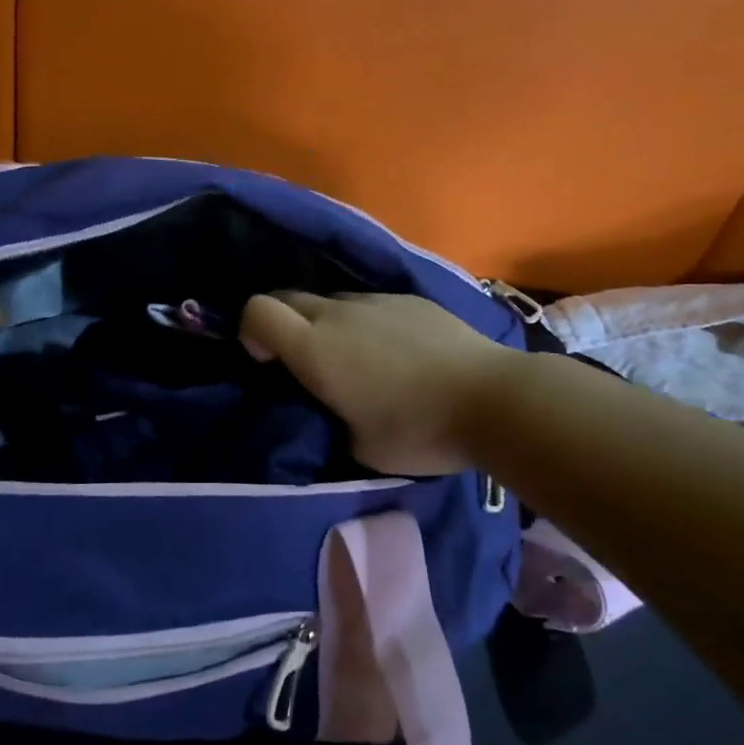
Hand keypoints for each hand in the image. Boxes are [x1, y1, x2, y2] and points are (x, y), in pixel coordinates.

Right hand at [239, 292, 506, 476]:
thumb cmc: (418, 430)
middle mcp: (338, 313)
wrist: (493, 398)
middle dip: (283, 322)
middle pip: (290, 297)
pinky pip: (371, 303)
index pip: (257, 311)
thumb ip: (332, 417)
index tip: (267, 360)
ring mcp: (376, 300)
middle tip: (304, 361)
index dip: (250, 330)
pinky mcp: (410, 298)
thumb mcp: (360, 446)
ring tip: (357, 358)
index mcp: (315, 348)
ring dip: (328, 323)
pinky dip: (367, 322)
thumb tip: (333, 405)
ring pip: (332, 300)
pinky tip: (398, 351)